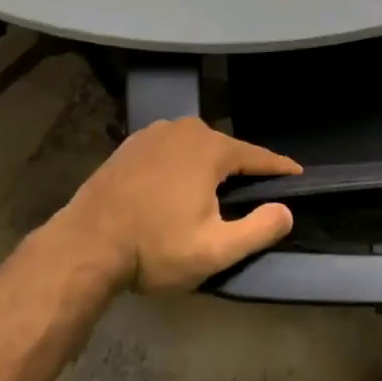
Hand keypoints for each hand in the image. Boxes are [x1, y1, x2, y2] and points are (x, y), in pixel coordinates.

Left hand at [50, 117, 301, 293]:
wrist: (83, 247)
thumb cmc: (154, 248)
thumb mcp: (215, 250)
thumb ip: (259, 229)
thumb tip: (286, 211)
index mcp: (210, 148)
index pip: (257, 156)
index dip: (279, 168)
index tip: (298, 174)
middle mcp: (184, 130)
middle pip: (225, 150)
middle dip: (241, 170)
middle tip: (251, 195)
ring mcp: (152, 134)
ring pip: (195, 149)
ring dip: (208, 168)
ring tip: (213, 194)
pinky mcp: (128, 146)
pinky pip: (169, 152)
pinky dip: (180, 166)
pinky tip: (176, 188)